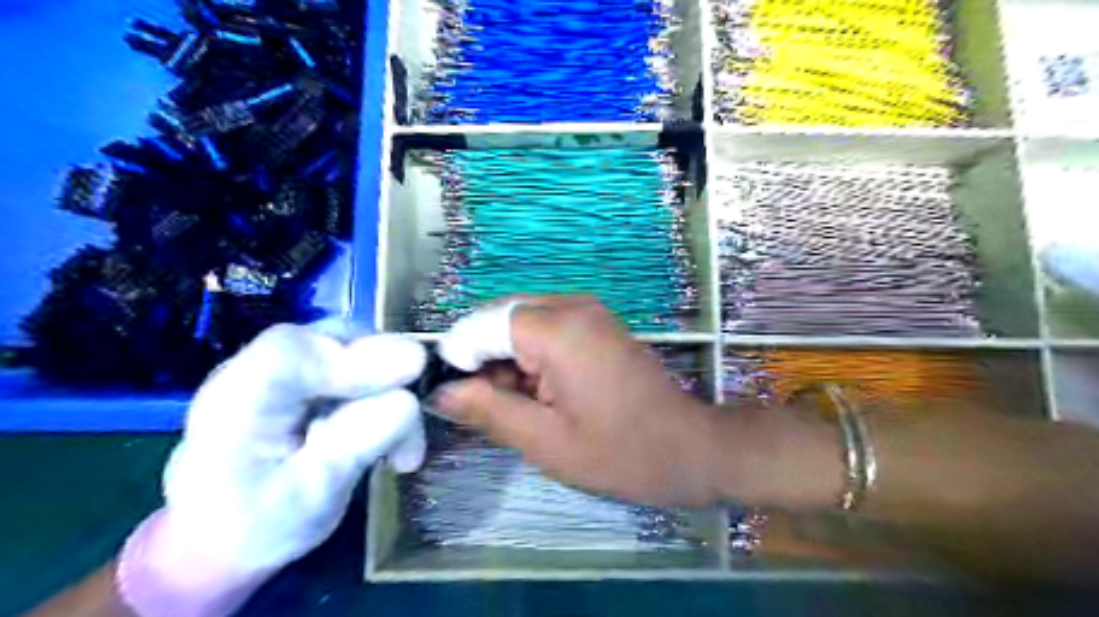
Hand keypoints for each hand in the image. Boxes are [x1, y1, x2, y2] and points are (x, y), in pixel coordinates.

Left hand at [117, 326, 425, 615]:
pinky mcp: (305, 377)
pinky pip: (356, 365)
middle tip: (412, 418)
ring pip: (351, 349)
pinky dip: (383, 394)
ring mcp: (282, 370)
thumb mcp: (315, 497)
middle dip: (383, 375)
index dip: (357, 357)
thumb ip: (358, 443)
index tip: (413, 372)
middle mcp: (255, 371)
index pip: (293, 353)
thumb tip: (408, 398)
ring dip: (389, 388)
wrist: (223, 542)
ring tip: (403, 446)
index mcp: (236, 402)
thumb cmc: (259, 529)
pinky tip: (392, 435)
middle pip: (331, 340)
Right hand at [434, 297, 731, 507]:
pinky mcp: (598, 324)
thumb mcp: (545, 441)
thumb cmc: (620, 452)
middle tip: (489, 409)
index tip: (457, 400)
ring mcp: (589, 311)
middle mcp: (572, 305)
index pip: (482, 324)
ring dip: (508, 361)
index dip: (461, 359)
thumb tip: (440, 393)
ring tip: (519, 408)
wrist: (692, 449)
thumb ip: (487, 410)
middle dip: (485, 360)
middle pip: (501, 319)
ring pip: (522, 324)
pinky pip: (547, 329)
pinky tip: (543, 394)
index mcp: (557, 328)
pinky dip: (533, 358)